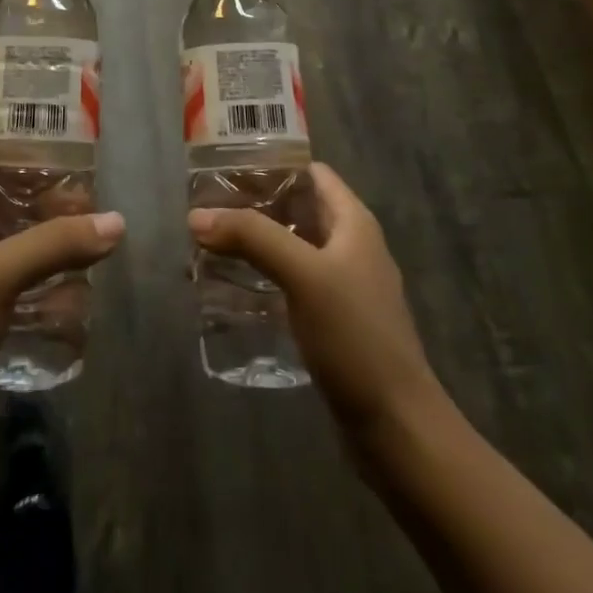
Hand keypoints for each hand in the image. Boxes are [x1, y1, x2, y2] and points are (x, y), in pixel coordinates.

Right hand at [189, 164, 439, 445]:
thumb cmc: (357, 337)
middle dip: (251, 204)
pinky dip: (259, 277)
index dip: (271, 163)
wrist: (396, 428)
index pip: (310, 172)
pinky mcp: (329, 320)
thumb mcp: (304, 275)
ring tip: (205, 242)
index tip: (224, 165)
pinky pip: (288, 283)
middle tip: (203, 205)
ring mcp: (340, 285)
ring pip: (288, 247)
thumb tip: (196, 216)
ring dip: (251, 242)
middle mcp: (348, 246)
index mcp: (353, 223)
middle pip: (295, 209)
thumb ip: (252, 238)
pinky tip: (227, 286)